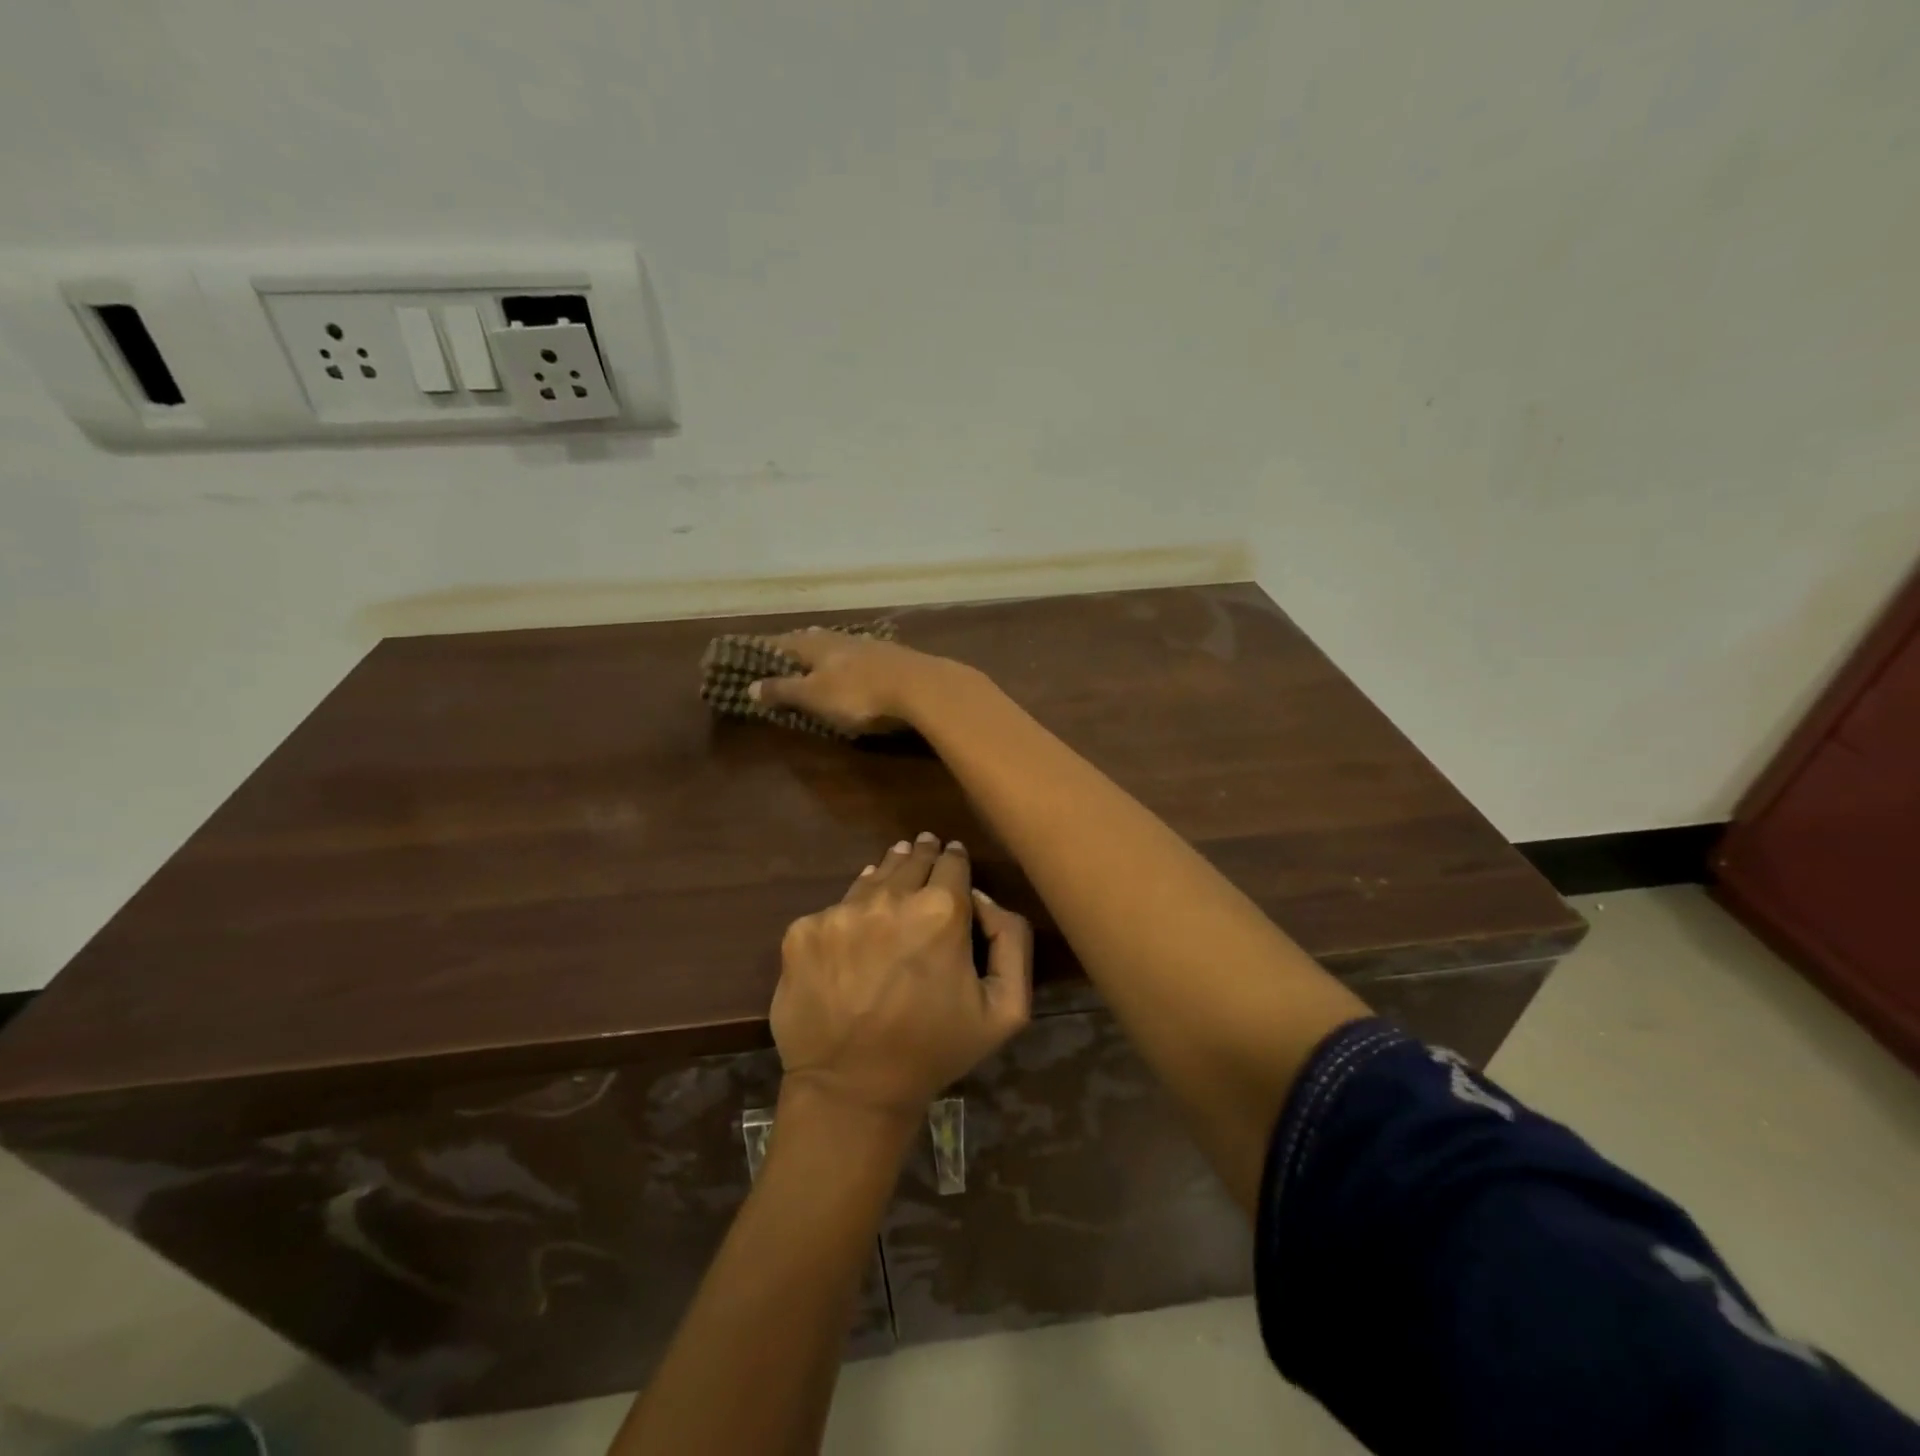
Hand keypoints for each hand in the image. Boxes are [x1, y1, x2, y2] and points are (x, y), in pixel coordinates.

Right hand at [747, 629, 960, 736]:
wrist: (921, 687)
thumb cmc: (859, 694)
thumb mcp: (815, 696)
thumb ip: (784, 690)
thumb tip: (750, 685)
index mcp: (816, 645)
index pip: (784, 642)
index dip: (767, 649)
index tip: (753, 651)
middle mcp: (842, 638)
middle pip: (815, 639)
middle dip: (800, 646)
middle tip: (787, 651)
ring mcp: (872, 645)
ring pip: (842, 644)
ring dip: (829, 650)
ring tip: (821, 656)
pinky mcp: (897, 658)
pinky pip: (866, 656)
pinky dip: (855, 660)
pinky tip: (860, 665)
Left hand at [771, 833, 1032, 1122]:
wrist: (852, 1089)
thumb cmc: (935, 1050)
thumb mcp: (1007, 1007)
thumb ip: (1011, 938)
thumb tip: (979, 896)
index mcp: (941, 911)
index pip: (952, 862)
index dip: (955, 859)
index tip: (953, 858)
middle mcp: (889, 898)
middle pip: (910, 860)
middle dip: (922, 856)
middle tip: (924, 851)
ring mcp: (840, 913)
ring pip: (871, 879)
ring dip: (886, 876)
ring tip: (892, 877)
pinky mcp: (803, 931)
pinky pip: (834, 910)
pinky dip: (848, 914)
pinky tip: (856, 930)